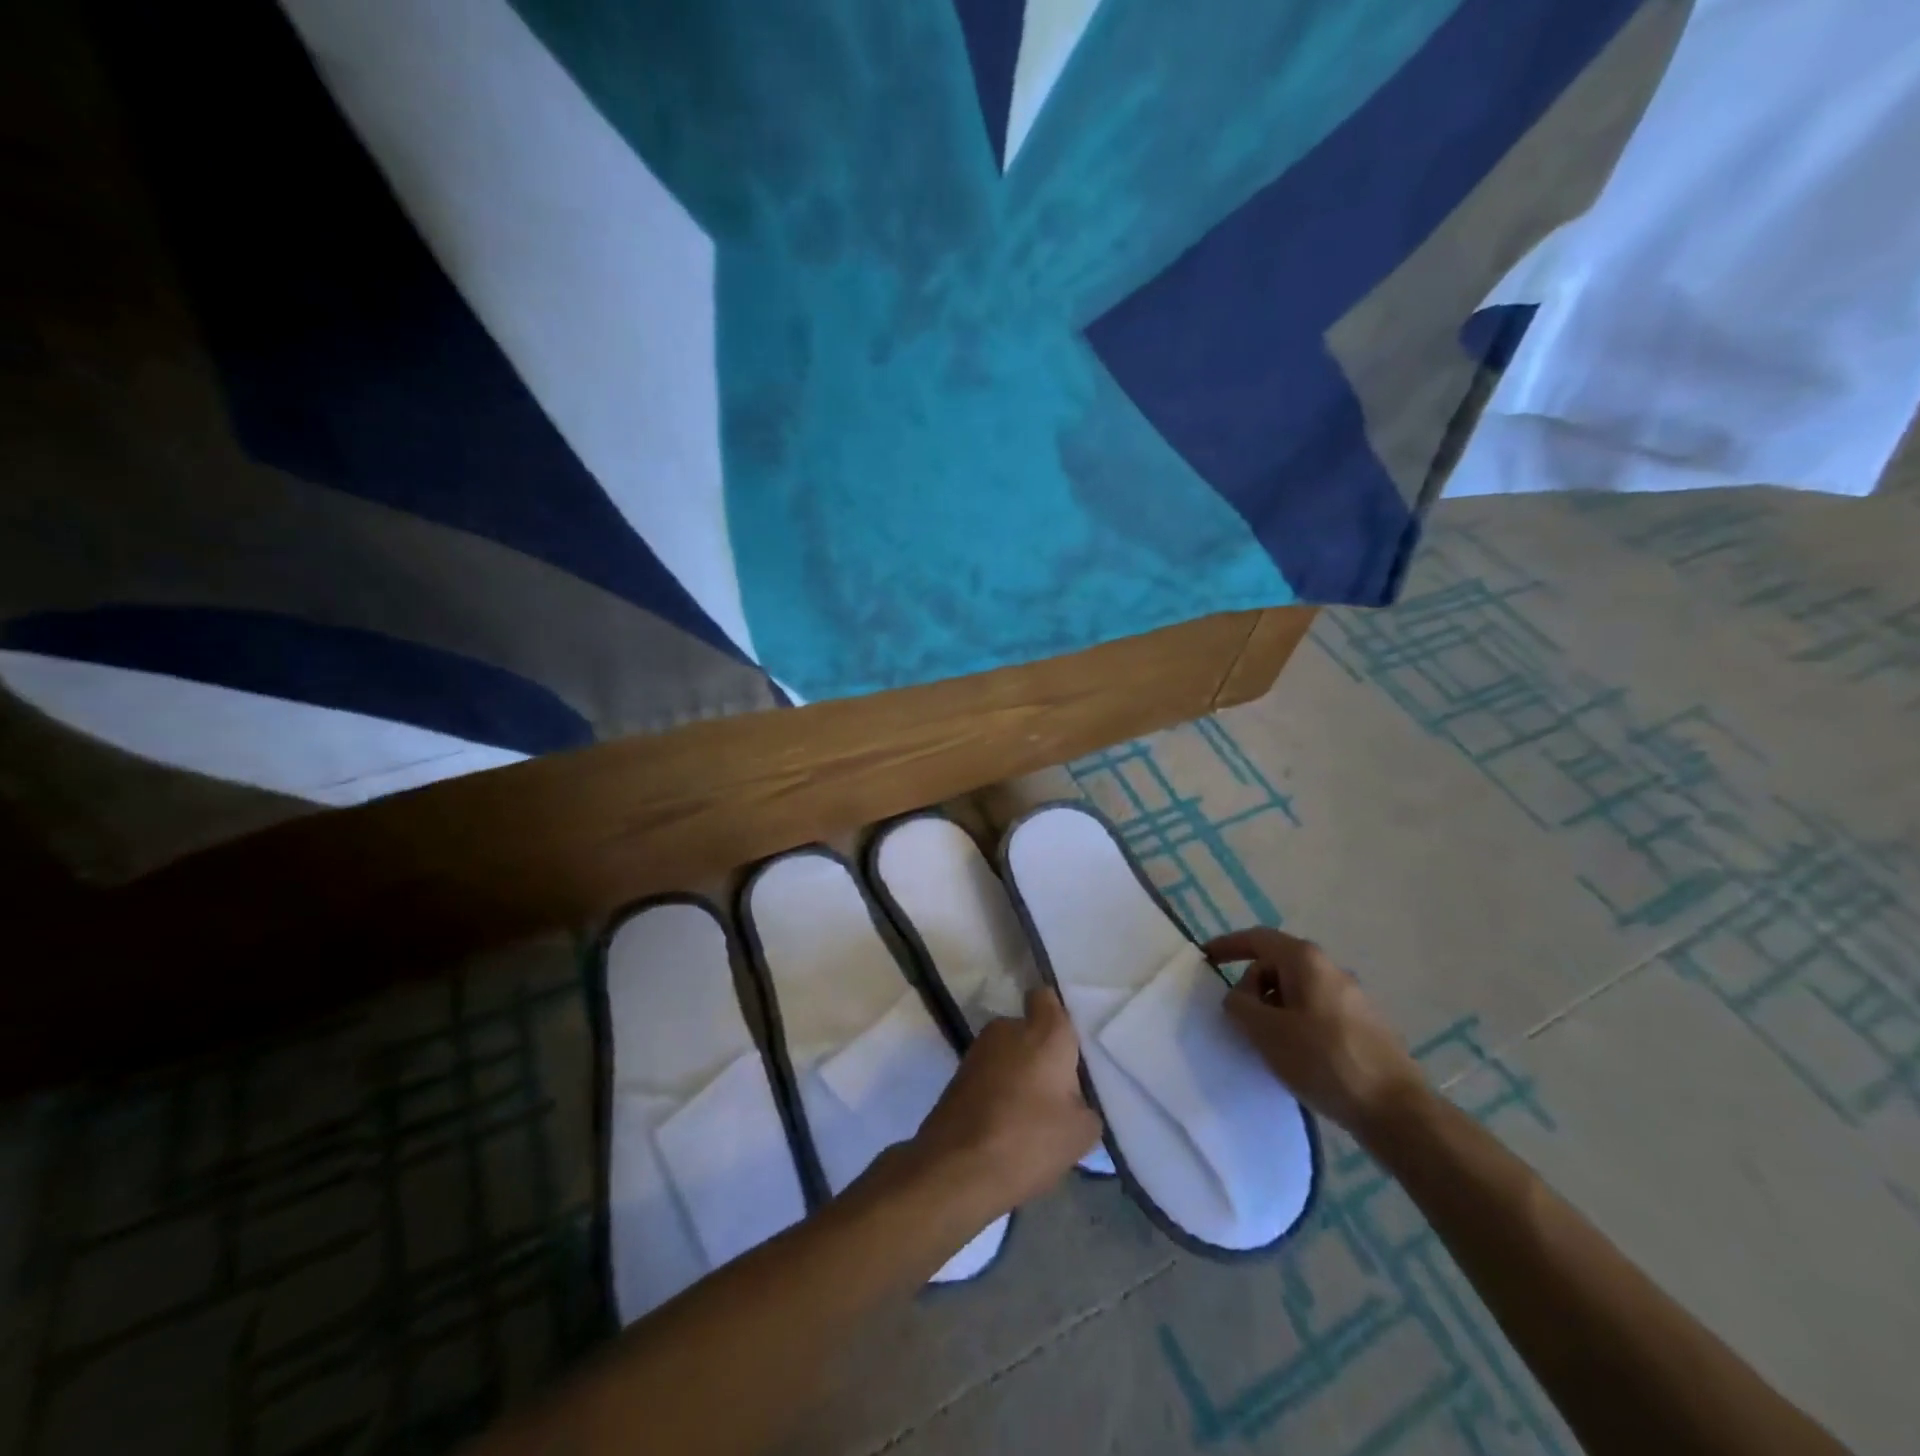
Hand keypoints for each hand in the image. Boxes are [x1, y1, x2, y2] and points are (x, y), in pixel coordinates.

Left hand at [910, 988, 1101, 1216]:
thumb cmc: (1028, 1139)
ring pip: (1009, 1053)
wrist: (957, 1167)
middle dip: (1042, 1054)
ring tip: (1032, 1116)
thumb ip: (1085, 1103)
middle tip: (1058, 1092)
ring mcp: (978, 1049)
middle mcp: (1008, 1028)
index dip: (1057, 1016)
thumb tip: (1073, 1099)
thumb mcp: (1082, 1132)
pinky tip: (1008, 1126)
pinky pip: (991, 1074)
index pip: (1048, 998)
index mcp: (1044, 1031)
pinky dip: (999, 1091)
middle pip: (1030, 1030)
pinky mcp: (958, 1074)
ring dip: (1019, 1074)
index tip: (1070, 1044)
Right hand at [1207, 927, 1427, 1138]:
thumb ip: (1240, 1005)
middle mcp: (1330, 969)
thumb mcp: (1266, 1031)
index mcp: (1305, 960)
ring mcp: (1351, 997)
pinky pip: (1315, 1010)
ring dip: (1273, 1008)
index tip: (1205, 959)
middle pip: (1276, 964)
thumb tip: (1238, 997)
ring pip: (1296, 990)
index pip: (1257, 939)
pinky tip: (1295, 1055)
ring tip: (1266, 1043)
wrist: (1396, 1109)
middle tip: (1239, 1019)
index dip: (1228, 946)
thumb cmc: (1324, 1060)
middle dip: (1251, 986)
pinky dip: (1295, 1022)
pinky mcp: (1363, 1024)